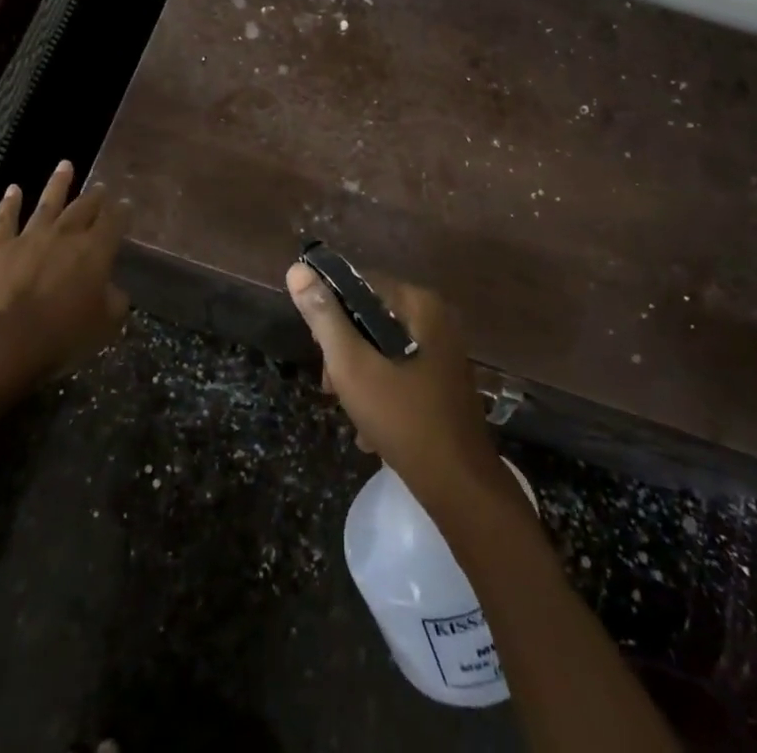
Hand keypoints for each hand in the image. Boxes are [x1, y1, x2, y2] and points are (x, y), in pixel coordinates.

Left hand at [0, 161, 128, 388]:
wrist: (4, 341)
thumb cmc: (62, 336)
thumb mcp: (104, 325)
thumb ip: (114, 302)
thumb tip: (114, 290)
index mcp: (96, 251)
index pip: (114, 222)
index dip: (121, 212)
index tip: (126, 204)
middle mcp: (66, 235)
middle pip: (84, 207)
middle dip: (94, 196)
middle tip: (100, 186)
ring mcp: (30, 236)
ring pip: (48, 203)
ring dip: (58, 183)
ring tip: (65, 165)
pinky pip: (5, 219)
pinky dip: (10, 203)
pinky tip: (13, 189)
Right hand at [286, 263, 502, 504]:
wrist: (460, 487)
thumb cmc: (402, 418)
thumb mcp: (352, 365)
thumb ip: (324, 317)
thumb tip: (297, 269)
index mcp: (419, 304)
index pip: (359, 284)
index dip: (331, 311)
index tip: (317, 349)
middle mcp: (436, 318)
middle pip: (370, 317)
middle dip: (344, 351)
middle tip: (331, 387)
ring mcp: (443, 351)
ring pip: (382, 347)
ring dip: (359, 376)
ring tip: (349, 411)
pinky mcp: (443, 380)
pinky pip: (400, 370)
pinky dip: (381, 392)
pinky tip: (370, 429)